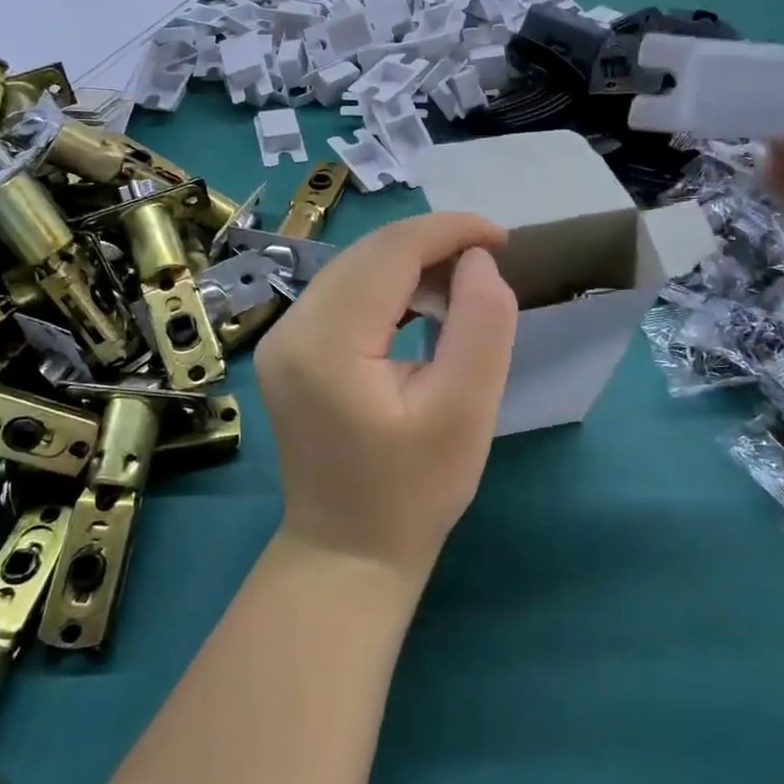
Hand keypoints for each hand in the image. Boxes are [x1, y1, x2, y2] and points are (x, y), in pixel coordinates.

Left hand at [255, 212, 518, 580]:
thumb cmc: (413, 492)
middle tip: (488, 262)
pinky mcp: (288, 349)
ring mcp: (282, 338)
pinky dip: (387, 287)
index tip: (502, 239)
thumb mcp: (466, 412)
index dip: (448, 230)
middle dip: (432, 244)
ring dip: (411, 264)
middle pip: (368, 253)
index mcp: (326, 342)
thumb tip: (478, 261)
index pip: (389, 251)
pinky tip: (422, 305)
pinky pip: (342, 293)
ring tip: (462, 286)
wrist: (348, 552)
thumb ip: (481, 325)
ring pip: (354, 267)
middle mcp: (291, 328)